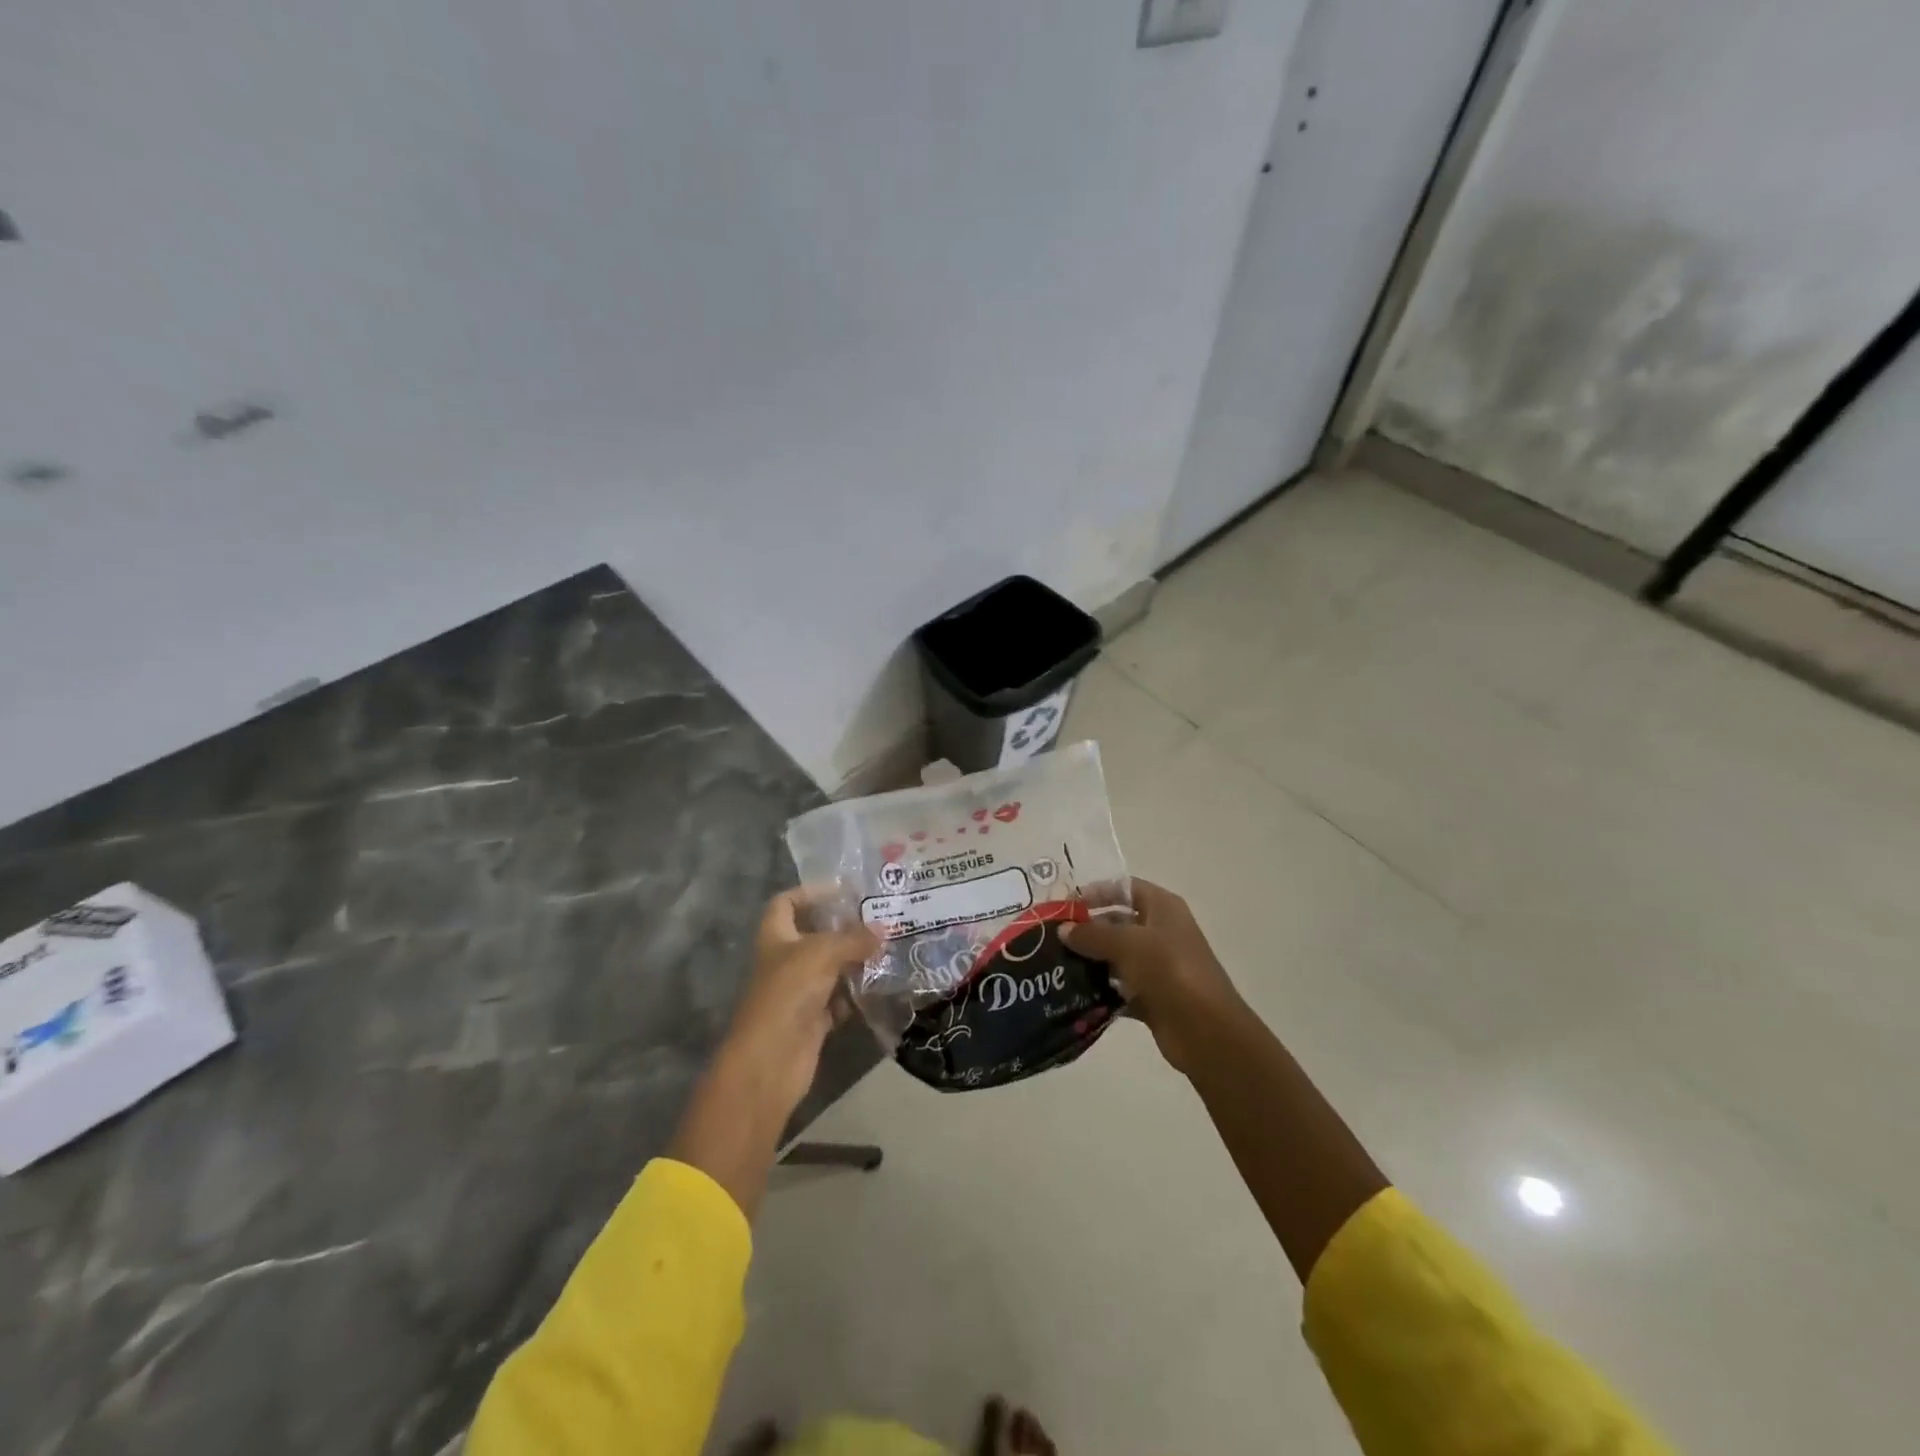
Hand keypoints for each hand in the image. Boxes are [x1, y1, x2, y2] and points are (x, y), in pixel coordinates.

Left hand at [716, 888, 878, 1119]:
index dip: (811, 892)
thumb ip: (854, 939)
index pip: (787, 903)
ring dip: (855, 961)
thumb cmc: (788, 993)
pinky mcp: (813, 1019)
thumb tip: (884, 929)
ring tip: (888, 949)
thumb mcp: (822, 954)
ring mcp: (799, 991)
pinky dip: (856, 994)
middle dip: (844, 928)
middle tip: (879, 920)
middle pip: (815, 935)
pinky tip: (881, 985)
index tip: (843, 891)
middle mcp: (785, 961)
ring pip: (830, 968)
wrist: (770, 1060)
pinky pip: (839, 999)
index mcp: (776, 937)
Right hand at [1063, 879, 1245, 1075]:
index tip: (1065, 904)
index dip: (1096, 891)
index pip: (1125, 888)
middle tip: (1052, 937)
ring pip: (1116, 956)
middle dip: (1087, 928)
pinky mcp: (1152, 997)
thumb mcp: (1127, 943)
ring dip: (1090, 961)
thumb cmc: (1169, 970)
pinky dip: (1100, 990)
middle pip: (1118, 921)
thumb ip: (1092, 934)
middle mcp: (1161, 932)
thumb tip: (1063, 929)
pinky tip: (1073, 993)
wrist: (1206, 1030)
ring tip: (1056, 965)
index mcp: (1163, 908)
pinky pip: (1120, 988)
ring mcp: (1158, 966)